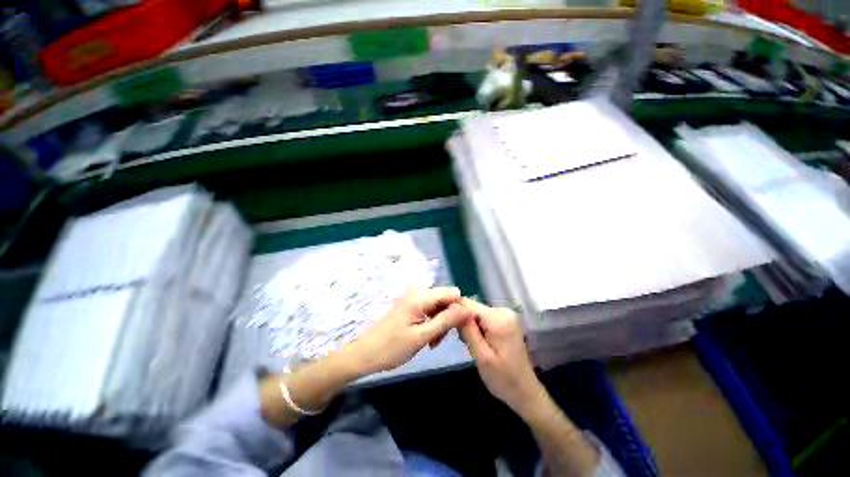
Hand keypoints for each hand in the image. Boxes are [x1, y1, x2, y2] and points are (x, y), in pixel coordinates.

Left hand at [348, 287, 470, 374]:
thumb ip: (445, 321)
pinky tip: (428, 337)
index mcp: (421, 297)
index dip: (459, 309)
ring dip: (441, 322)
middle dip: (449, 317)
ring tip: (432, 342)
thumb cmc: (392, 347)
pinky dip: (433, 323)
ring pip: (440, 306)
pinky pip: (431, 310)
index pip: (453, 293)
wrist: (366, 353)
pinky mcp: (412, 306)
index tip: (457, 328)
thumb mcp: (421, 337)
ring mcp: (414, 299)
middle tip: (439, 339)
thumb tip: (467, 309)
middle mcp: (418, 293)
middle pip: (446, 299)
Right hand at [459, 299, 544, 416]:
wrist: (526, 392)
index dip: (453, 311)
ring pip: (476, 312)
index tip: (444, 324)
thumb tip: (454, 306)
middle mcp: (503, 311)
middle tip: (463, 343)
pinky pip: (483, 317)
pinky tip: (478, 342)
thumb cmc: (503, 379)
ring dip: (469, 325)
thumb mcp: (482, 357)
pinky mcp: (505, 320)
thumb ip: (468, 330)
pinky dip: (477, 327)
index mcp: (499, 319)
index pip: (468, 304)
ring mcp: (506, 314)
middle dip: (462, 321)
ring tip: (471, 345)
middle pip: (472, 307)